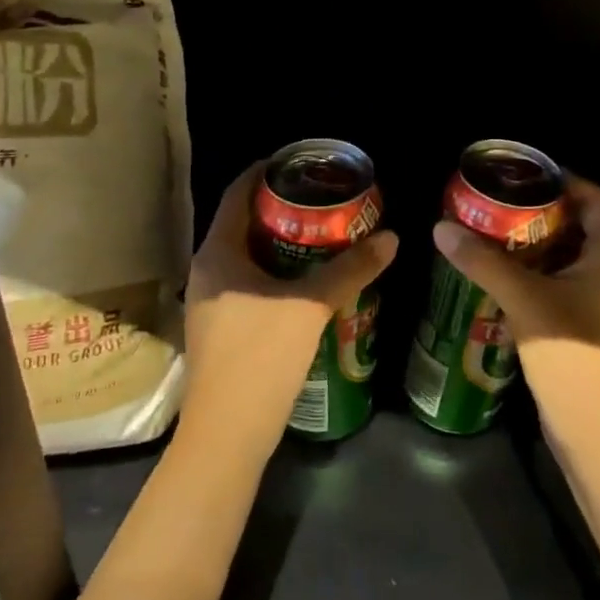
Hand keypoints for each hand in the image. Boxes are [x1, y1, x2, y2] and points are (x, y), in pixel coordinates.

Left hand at [180, 164, 397, 448]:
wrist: (227, 438)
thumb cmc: (260, 359)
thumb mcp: (310, 307)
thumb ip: (350, 269)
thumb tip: (392, 237)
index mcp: (218, 254)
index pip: (238, 193)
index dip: (267, 171)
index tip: (302, 162)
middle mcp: (207, 271)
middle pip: (243, 222)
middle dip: (282, 208)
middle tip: (324, 199)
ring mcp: (211, 302)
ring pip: (247, 255)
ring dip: (282, 242)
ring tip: (323, 234)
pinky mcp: (220, 328)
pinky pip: (248, 282)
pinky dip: (276, 271)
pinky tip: (308, 281)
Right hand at [431, 176, 599, 438]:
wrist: (595, 429)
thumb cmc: (570, 353)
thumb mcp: (523, 299)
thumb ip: (483, 261)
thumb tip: (441, 227)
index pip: (593, 198)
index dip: (561, 180)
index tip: (520, 174)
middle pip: (577, 224)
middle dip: (537, 211)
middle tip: (495, 202)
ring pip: (565, 255)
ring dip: (532, 243)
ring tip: (490, 230)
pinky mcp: (585, 323)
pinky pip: (559, 281)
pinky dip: (533, 271)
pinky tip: (498, 272)